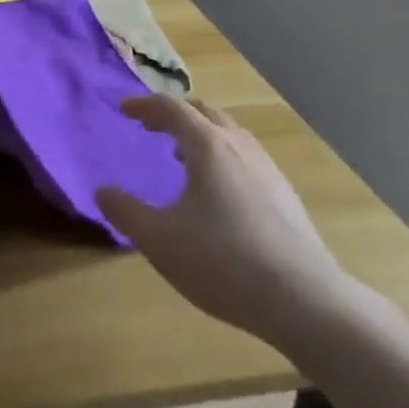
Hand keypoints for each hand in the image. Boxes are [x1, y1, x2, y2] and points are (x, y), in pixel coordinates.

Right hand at [97, 95, 352, 348]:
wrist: (306, 302)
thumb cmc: (225, 263)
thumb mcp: (161, 241)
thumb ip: (126, 213)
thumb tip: (102, 191)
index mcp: (207, 145)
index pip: (171, 108)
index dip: (145, 105)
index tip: (124, 110)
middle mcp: (238, 146)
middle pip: (204, 112)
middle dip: (174, 115)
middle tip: (153, 129)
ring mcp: (267, 168)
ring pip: (229, 134)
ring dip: (201, 135)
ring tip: (183, 159)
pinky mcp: (286, 195)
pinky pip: (246, 157)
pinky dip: (223, 157)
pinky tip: (220, 194)